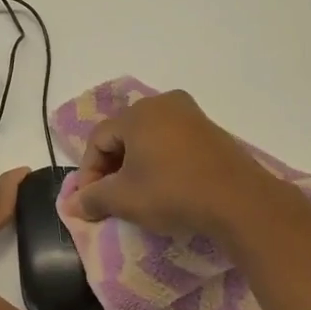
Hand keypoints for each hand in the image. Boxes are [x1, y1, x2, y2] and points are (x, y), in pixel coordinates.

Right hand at [64, 90, 282, 237]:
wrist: (239, 201)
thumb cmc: (172, 193)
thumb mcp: (124, 199)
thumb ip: (92, 199)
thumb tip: (71, 205)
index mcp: (138, 113)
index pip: (98, 139)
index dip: (88, 172)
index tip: (89, 202)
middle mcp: (164, 104)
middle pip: (123, 135)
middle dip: (111, 168)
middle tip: (109, 198)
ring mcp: (192, 115)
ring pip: (149, 139)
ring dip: (135, 166)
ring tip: (135, 195)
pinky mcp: (212, 132)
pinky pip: (173, 143)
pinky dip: (160, 163)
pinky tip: (163, 187)